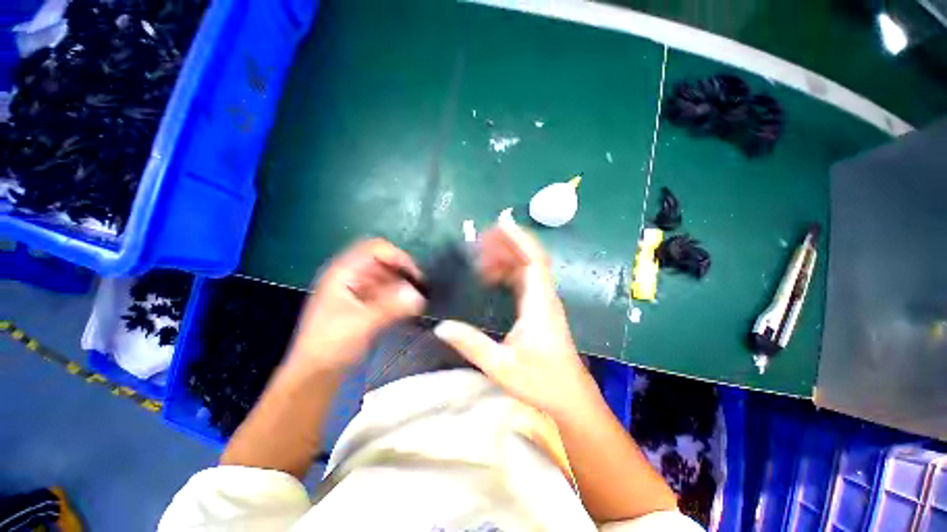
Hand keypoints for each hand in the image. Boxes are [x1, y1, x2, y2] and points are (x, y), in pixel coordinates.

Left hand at [289, 239, 424, 371]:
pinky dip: (399, 296)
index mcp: (343, 272)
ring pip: (387, 277)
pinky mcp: (365, 304)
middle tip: (420, 289)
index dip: (397, 257)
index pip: (375, 249)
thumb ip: (392, 307)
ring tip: (417, 300)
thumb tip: (419, 296)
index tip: (416, 276)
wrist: (316, 374)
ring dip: (403, 285)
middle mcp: (351, 276)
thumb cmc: (332, 345)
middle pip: (384, 262)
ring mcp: (358, 290)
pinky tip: (408, 307)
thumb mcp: (362, 324)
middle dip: (403, 273)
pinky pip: (387, 291)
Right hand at [433, 216, 598, 420]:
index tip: (501, 221)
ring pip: (527, 268)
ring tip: (480, 258)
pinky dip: (508, 272)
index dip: (519, 238)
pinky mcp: (541, 308)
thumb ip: (472, 345)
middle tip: (478, 242)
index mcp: (540, 304)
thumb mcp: (502, 367)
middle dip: (506, 244)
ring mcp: (544, 302)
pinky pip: (525, 280)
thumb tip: (442, 327)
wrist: (570, 399)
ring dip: (506, 257)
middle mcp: (544, 297)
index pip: (533, 260)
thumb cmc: (542, 383)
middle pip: (530, 258)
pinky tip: (491, 277)